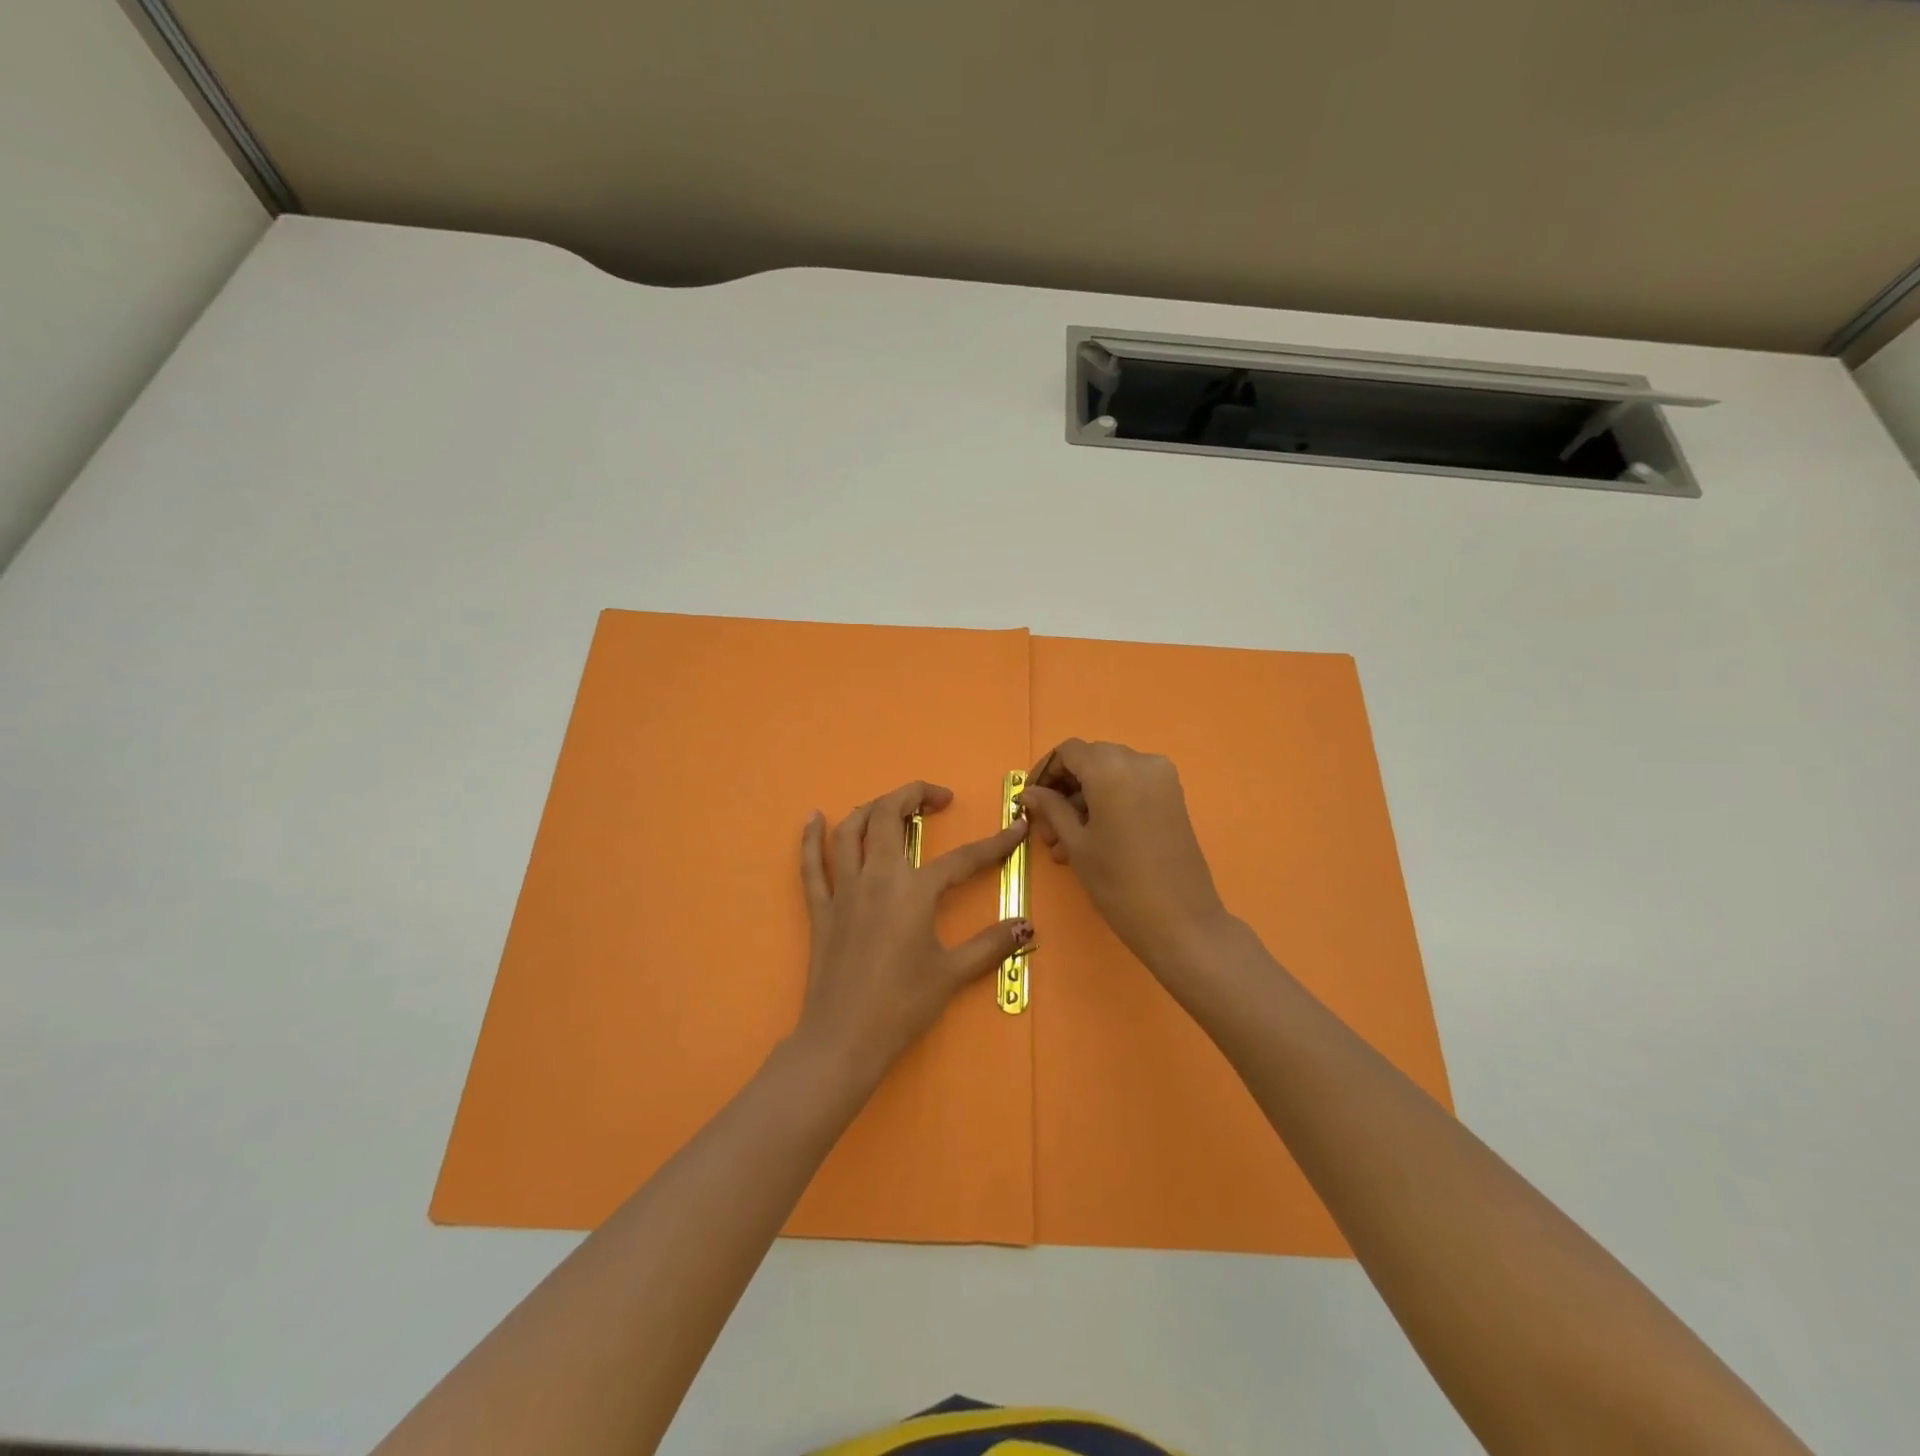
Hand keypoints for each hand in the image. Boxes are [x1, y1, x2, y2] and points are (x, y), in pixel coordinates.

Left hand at [793, 780, 1031, 1086]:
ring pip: (850, 830)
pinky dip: (810, 837)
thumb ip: (990, 944)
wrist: (843, 1038)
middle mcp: (876, 877)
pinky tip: (813, 816)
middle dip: (915, 796)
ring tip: (892, 806)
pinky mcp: (820, 908)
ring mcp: (843, 890)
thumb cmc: (901, 1005)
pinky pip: (810, 864)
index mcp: (914, 890)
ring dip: (872, 808)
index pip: (962, 858)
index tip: (1015, 829)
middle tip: (939, 800)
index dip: (994, 844)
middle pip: (889, 816)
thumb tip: (1026, 926)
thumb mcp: (952, 974)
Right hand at [1020, 739, 1230, 974]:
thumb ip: (1051, 809)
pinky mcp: (1173, 798)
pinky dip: (1108, 802)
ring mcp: (1162, 778)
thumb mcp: (1077, 844)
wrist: (1181, 922)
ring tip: (1064, 844)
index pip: (1068, 751)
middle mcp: (1140, 762)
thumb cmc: (1119, 883)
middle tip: (1047, 827)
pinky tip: (1092, 838)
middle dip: (1065, 788)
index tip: (1030, 801)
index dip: (1045, 772)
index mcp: (1112, 769)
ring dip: (1084, 799)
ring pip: (1111, 775)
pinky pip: (1132, 787)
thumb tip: (1030, 793)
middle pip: (1091, 760)